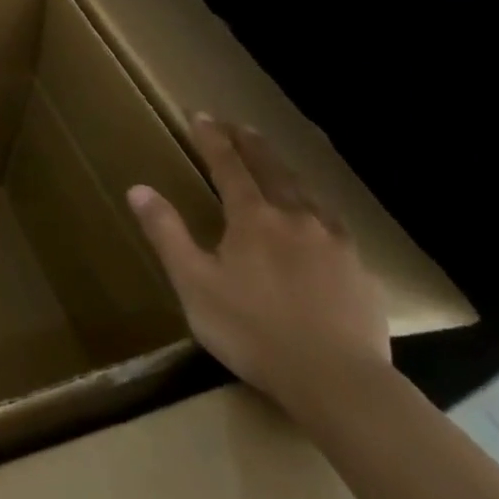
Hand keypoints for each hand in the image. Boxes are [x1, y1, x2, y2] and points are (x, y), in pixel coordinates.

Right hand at [127, 114, 389, 418]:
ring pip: (307, 193)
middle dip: (251, 144)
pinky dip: (317, 208)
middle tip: (239, 124)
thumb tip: (138, 189)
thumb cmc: (254, 331)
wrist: (339, 383)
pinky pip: (335, 225)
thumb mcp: (194, 284)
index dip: (212, 138)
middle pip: (272, 169)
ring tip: (277, 163)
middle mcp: (295, 218)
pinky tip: (319, 220)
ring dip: (286, 171)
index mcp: (252, 218)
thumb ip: (167, 233)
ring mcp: (334, 243)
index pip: (227, 165)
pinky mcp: (360, 272)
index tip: (200, 115)